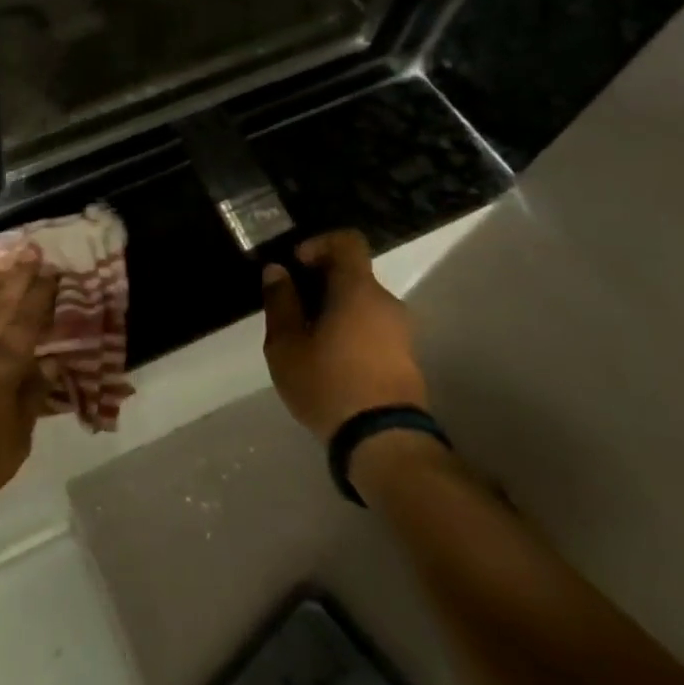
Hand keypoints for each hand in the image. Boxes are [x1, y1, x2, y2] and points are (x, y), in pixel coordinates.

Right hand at [262, 230, 427, 441]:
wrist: (384, 443)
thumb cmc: (329, 384)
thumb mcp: (286, 345)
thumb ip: (280, 303)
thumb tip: (277, 271)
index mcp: (358, 290)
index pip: (347, 241)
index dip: (318, 244)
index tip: (296, 266)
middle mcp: (387, 303)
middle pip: (353, 275)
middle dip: (321, 284)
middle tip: (292, 309)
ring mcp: (402, 332)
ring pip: (362, 305)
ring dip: (335, 311)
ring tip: (307, 341)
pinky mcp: (406, 359)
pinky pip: (374, 329)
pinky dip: (351, 332)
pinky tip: (329, 362)